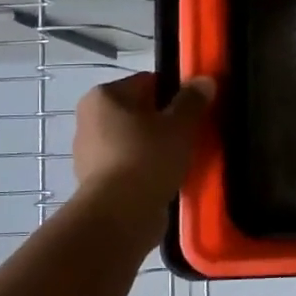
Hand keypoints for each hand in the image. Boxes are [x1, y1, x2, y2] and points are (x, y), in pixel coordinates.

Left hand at [72, 73, 216, 238]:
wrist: (120, 215)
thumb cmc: (147, 158)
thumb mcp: (180, 125)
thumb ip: (193, 100)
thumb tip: (205, 80)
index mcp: (104, 96)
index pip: (147, 82)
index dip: (175, 93)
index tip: (194, 111)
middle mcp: (89, 120)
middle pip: (139, 112)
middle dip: (164, 122)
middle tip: (191, 136)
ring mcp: (89, 153)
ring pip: (134, 141)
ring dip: (156, 148)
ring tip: (182, 160)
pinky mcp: (97, 182)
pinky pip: (129, 166)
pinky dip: (146, 170)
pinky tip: (166, 179)